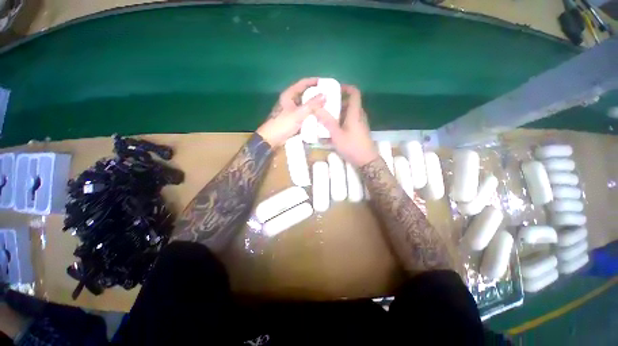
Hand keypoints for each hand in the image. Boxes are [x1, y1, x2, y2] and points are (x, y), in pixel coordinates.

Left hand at [256, 78, 325, 147]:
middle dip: (316, 95)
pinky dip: (311, 115)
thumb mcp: (298, 114)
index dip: (314, 81)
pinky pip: (305, 115)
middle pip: (305, 94)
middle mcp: (290, 101)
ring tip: (327, 106)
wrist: (272, 140)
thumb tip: (325, 95)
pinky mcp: (293, 120)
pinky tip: (319, 118)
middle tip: (329, 96)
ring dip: (314, 106)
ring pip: (305, 106)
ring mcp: (292, 111)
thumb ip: (311, 105)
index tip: (325, 82)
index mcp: (289, 95)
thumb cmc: (283, 125)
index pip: (303, 83)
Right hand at [314, 85, 377, 166]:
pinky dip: (342, 120)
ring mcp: (360, 124)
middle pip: (350, 102)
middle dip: (338, 101)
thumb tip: (316, 108)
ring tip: (326, 116)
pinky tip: (333, 128)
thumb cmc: (352, 146)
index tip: (334, 89)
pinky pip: (350, 120)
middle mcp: (359, 115)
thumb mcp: (337, 135)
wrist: (366, 161)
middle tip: (325, 105)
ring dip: (339, 112)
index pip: (354, 93)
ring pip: (349, 112)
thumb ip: (327, 121)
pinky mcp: (359, 131)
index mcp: (355, 113)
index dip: (345, 87)